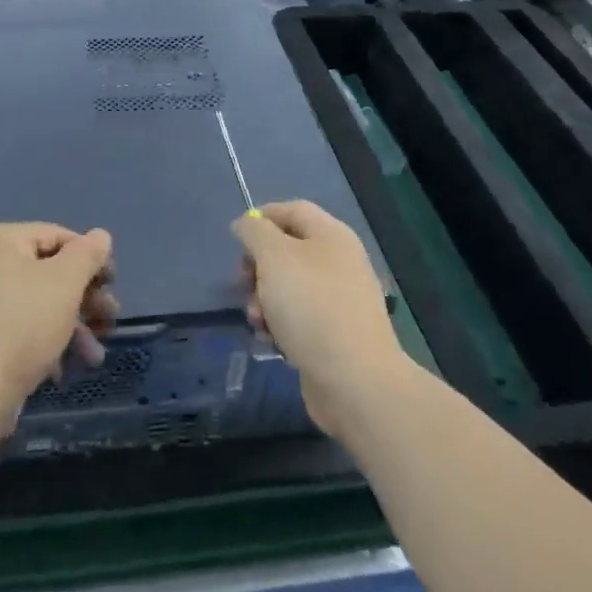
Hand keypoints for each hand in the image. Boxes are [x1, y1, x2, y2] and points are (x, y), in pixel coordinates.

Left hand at [0, 223, 117, 434]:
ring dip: (72, 326)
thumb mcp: (65, 284)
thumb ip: (87, 254)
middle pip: (48, 271)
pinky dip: (44, 341)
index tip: (113, 285)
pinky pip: (18, 325)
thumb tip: (100, 235)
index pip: (57, 236)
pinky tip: (62, 370)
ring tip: (94, 356)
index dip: (91, 258)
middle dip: (84, 299)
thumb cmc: (21, 327)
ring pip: (37, 302)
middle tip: (110, 321)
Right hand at [234, 201, 407, 435]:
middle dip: (258, 265)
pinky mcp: (334, 334)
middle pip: (287, 249)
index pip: (292, 210)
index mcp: (331, 235)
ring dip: (263, 299)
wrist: (355, 381)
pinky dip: (279, 323)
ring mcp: (338, 300)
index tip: (236, 239)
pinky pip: (298, 317)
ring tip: (255, 319)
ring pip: (288, 286)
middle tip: (242, 282)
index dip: (261, 218)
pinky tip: (269, 339)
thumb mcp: (274, 257)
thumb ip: (254, 232)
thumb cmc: (311, 306)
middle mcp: (338, 262)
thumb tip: (246, 224)